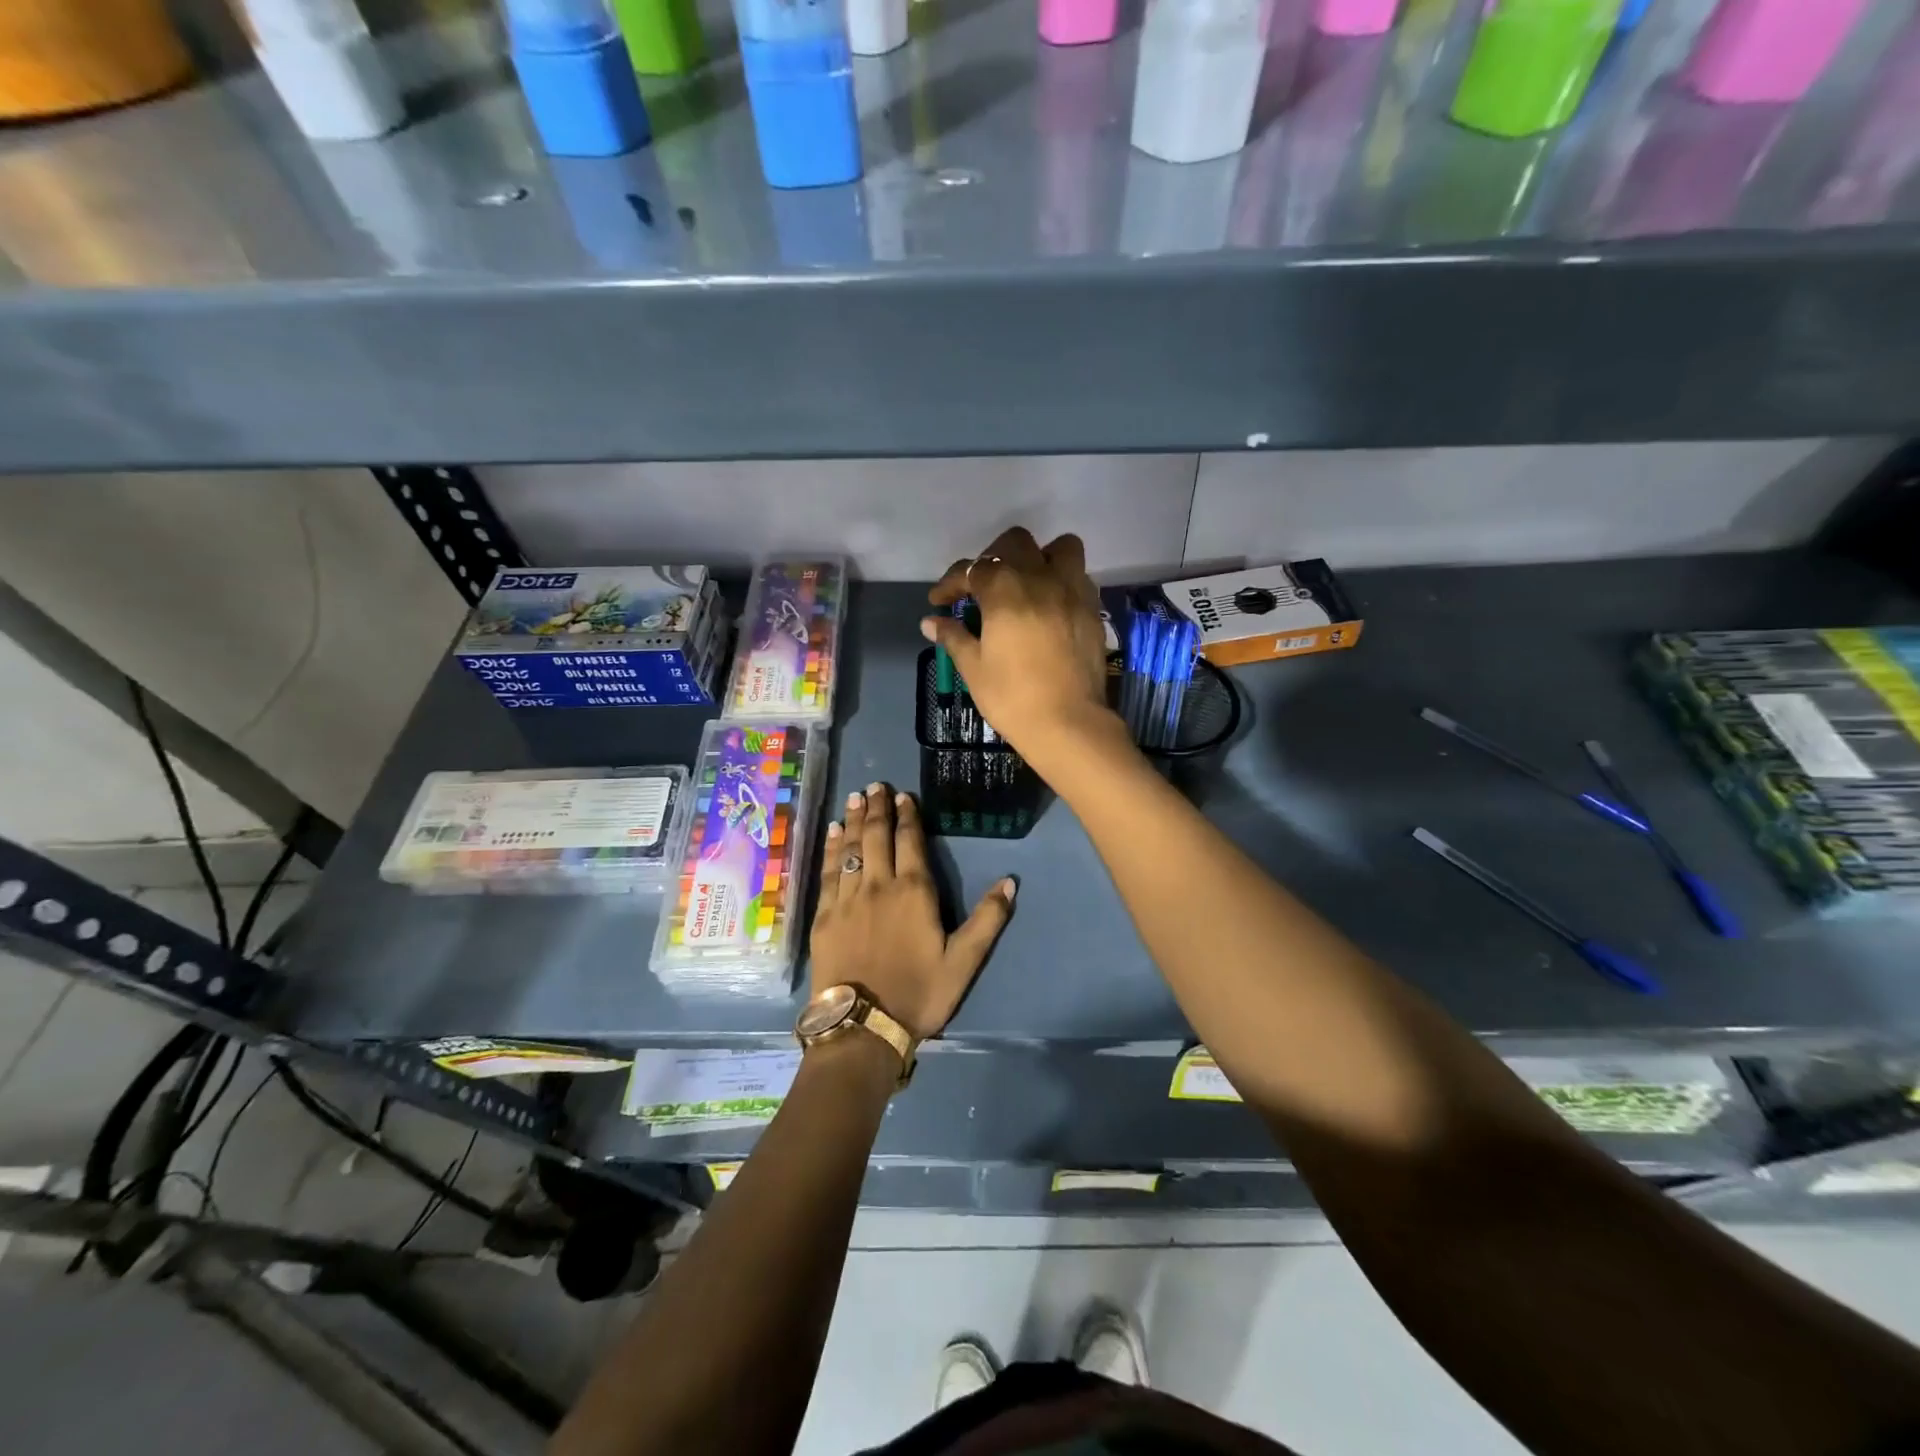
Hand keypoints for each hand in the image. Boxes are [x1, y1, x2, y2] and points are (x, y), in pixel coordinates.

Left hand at [809, 783, 1014, 1039]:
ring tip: (855, 798)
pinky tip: (833, 834)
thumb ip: (988, 919)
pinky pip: (827, 872)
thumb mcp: (964, 961)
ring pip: (850, 849)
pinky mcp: (824, 916)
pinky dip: (831, 849)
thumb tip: (1010, 881)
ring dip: (854, 820)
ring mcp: (847, 899)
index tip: (904, 796)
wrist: (863, 1027)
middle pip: (876, 837)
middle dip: (877, 809)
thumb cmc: (919, 993)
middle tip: (875, 786)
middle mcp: (878, 885)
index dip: (907, 816)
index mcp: (914, 891)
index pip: (910, 842)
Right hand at [922, 528, 1119, 768]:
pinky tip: (1050, 606)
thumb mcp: (974, 668)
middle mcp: (1040, 578)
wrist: (1068, 724)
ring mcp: (1072, 590)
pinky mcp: (1092, 609)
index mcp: (1004, 589)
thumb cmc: (1012, 697)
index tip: (939, 602)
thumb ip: (954, 637)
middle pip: (1014, 543)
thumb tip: (930, 622)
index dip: (950, 584)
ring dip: (1039, 558)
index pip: (970, 570)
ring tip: (1026, 584)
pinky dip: (1062, 581)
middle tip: (982, 586)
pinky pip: (1079, 577)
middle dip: (993, 557)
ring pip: (1059, 548)